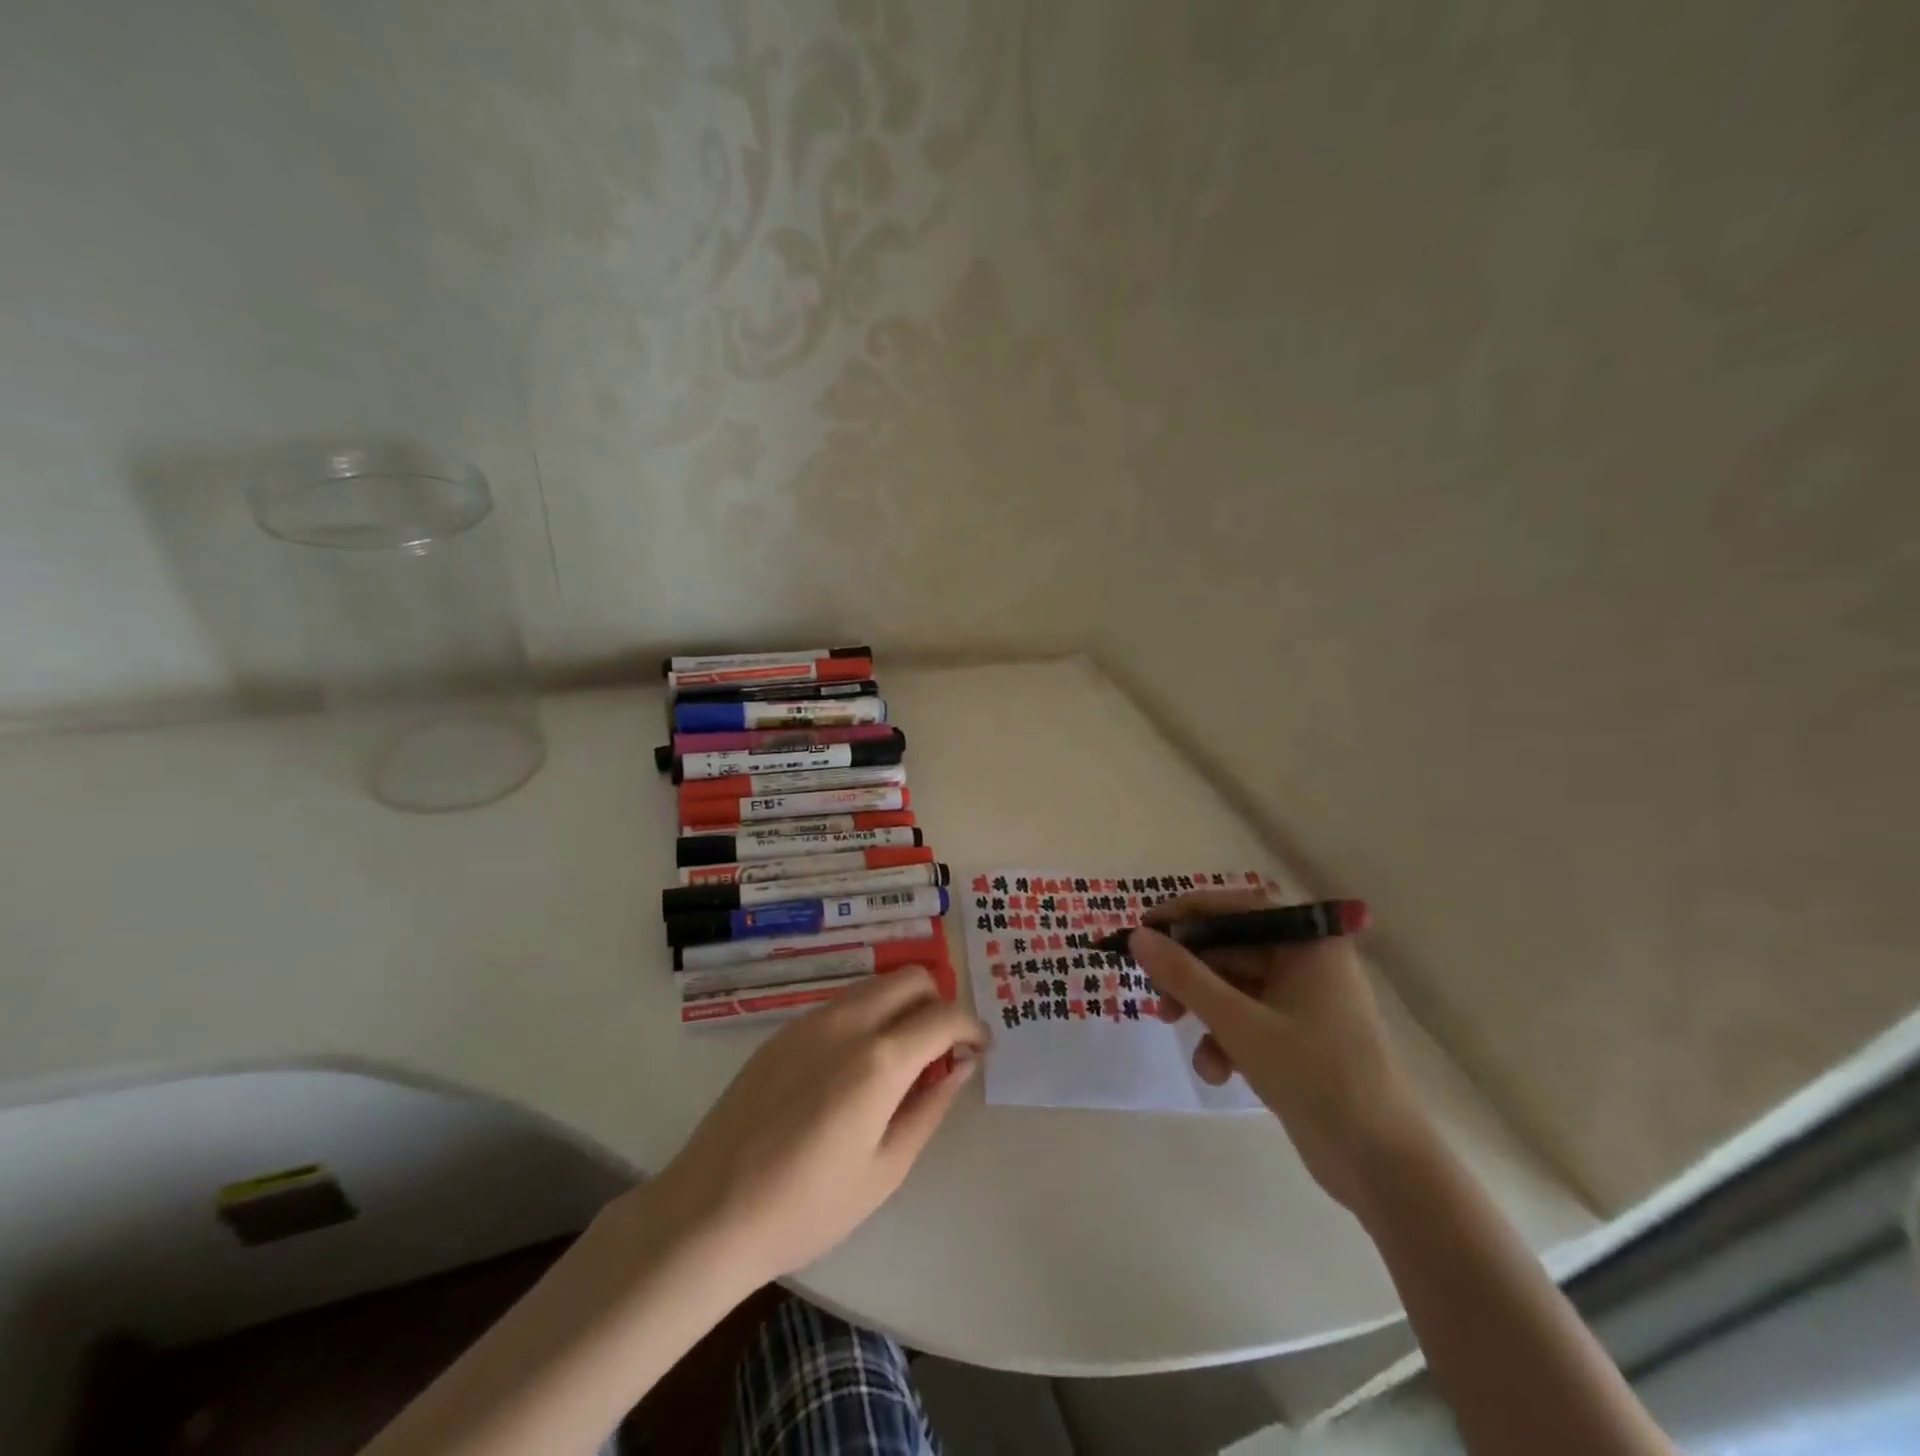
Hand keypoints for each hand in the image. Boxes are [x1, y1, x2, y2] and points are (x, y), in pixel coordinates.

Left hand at [646, 966, 986, 1290]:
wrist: (710, 1211)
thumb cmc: (807, 1206)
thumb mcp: (885, 1169)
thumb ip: (930, 1107)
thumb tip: (961, 1065)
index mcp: (880, 1059)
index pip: (945, 1016)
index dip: (972, 1027)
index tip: (980, 1050)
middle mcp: (848, 1022)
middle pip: (911, 978)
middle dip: (938, 1004)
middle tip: (940, 1051)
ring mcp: (811, 1020)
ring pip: (875, 984)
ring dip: (902, 1005)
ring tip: (900, 1059)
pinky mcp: (784, 1030)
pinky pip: (842, 1003)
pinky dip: (868, 1015)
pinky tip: (855, 1066)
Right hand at [1130, 890, 1431, 1212]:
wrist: (1383, 1165)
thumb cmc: (1316, 1076)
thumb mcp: (1239, 1024)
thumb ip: (1185, 976)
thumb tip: (1138, 937)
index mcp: (1306, 942)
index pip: (1233, 908)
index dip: (1183, 915)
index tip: (1141, 931)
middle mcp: (1305, 961)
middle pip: (1228, 949)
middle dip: (1188, 974)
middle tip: (1156, 997)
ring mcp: (1302, 1000)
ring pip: (1231, 986)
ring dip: (1201, 1010)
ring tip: (1176, 1031)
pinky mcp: (1296, 1035)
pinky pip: (1246, 1019)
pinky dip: (1224, 1038)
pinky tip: (1218, 1071)